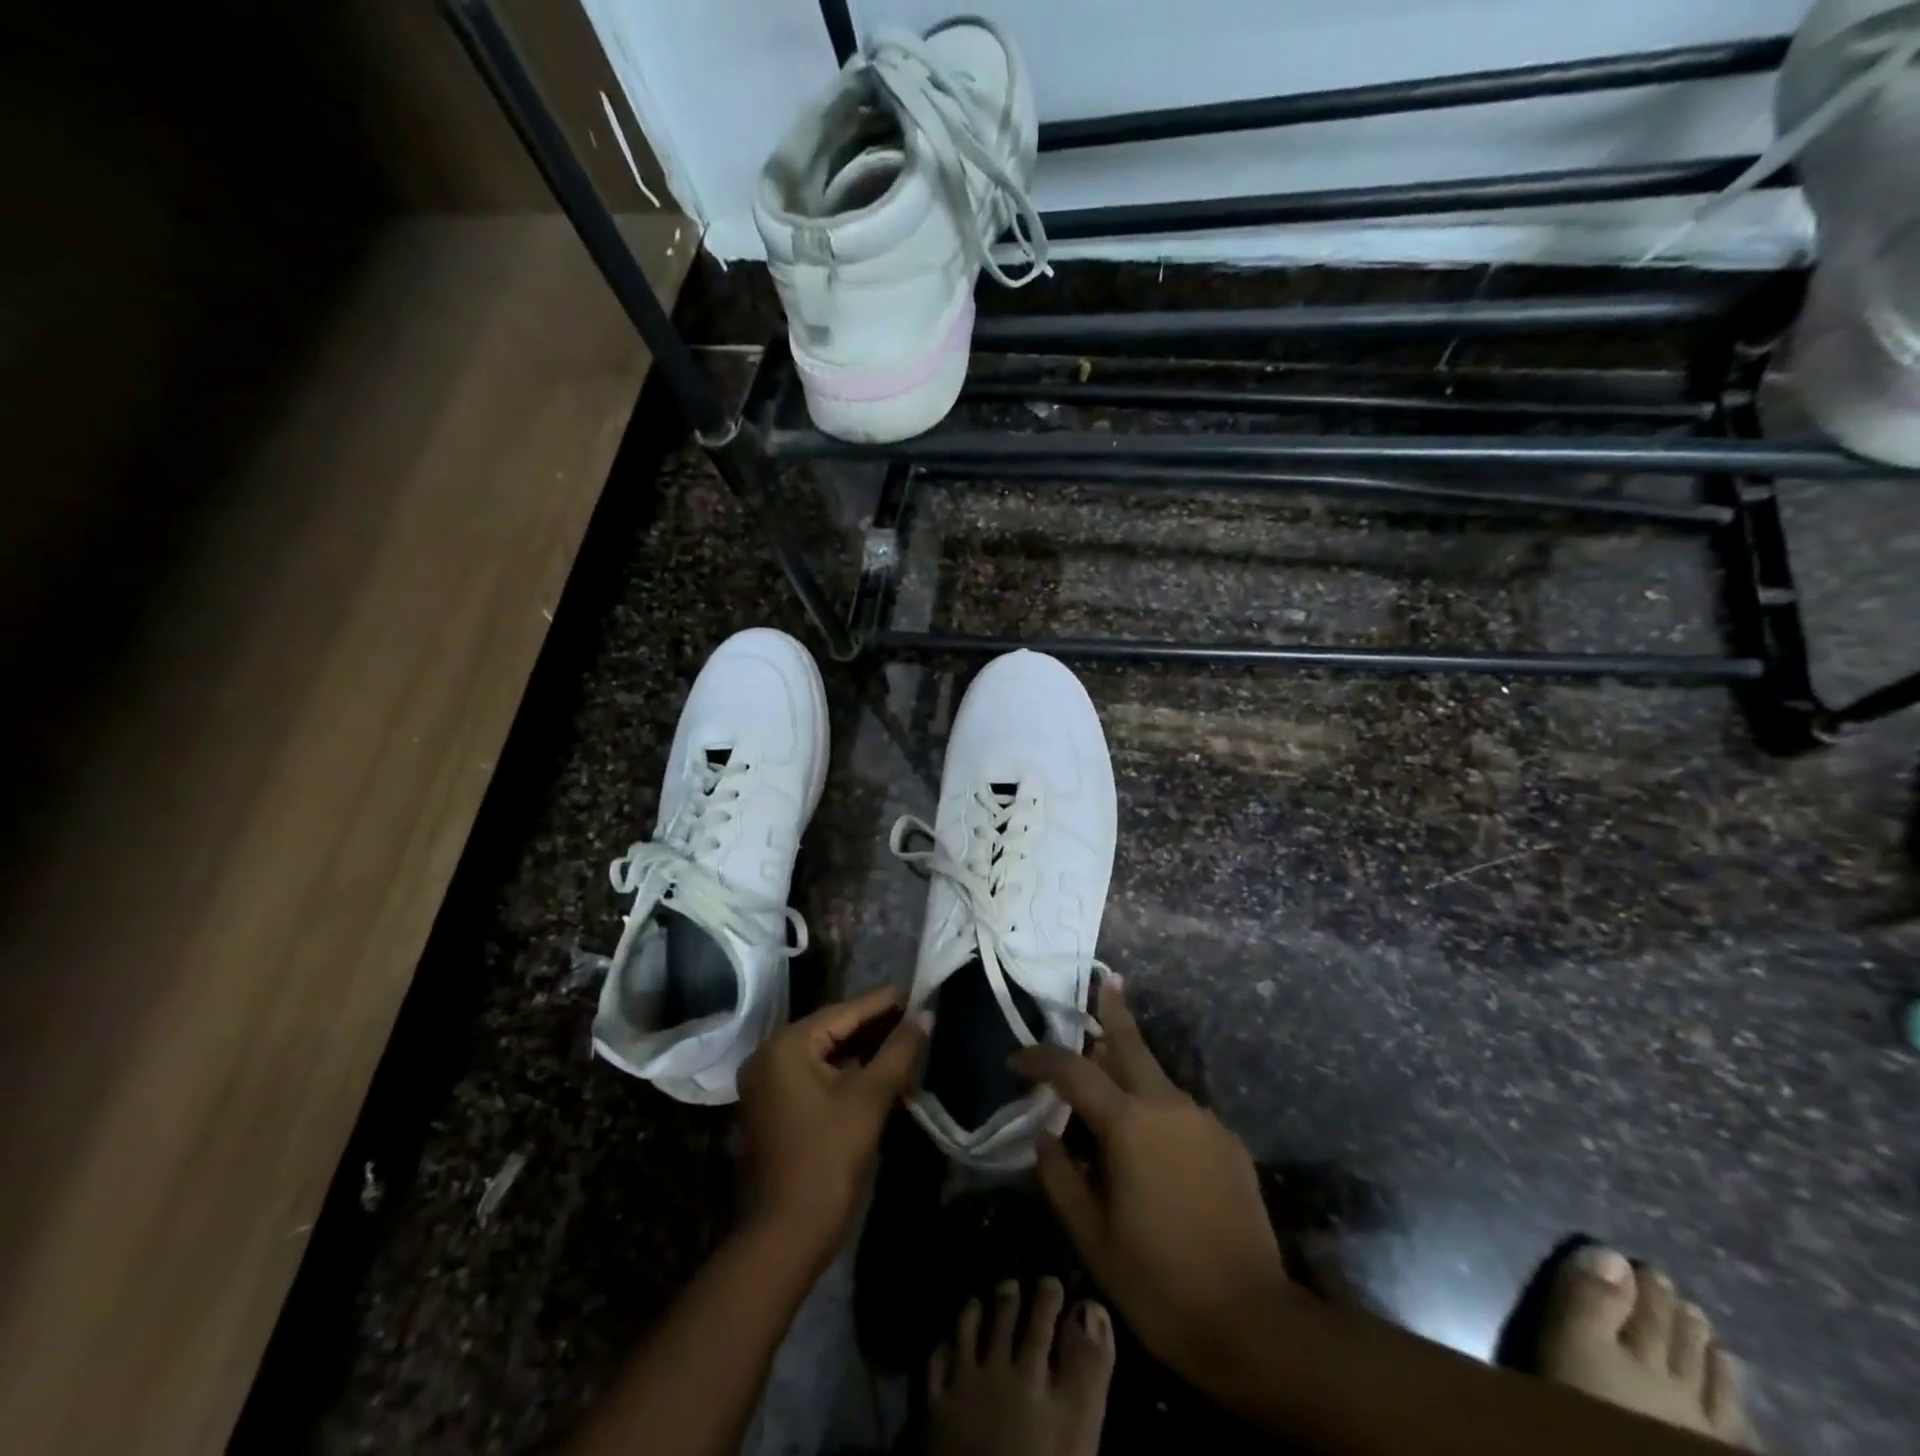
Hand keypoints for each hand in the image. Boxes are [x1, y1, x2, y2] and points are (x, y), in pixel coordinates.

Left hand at [737, 985, 928, 1267]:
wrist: (783, 1238)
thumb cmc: (827, 1161)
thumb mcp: (870, 1100)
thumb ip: (899, 1051)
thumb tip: (926, 1015)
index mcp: (787, 1044)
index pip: (845, 1012)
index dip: (885, 1003)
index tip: (918, 992)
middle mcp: (769, 1054)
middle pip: (833, 1029)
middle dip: (876, 1026)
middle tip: (917, 1018)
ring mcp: (767, 1082)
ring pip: (825, 1053)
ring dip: (863, 1050)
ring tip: (905, 1041)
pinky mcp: (773, 1106)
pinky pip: (815, 1074)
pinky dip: (846, 1071)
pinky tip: (878, 1072)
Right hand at [1009, 978, 1291, 1382]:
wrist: (1253, 1322)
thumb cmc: (1158, 1281)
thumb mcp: (1092, 1236)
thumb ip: (1061, 1177)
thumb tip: (1044, 1136)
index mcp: (1129, 1124)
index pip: (1073, 1072)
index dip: (1040, 1060)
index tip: (1015, 1060)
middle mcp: (1169, 1106)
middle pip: (1132, 1044)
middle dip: (1113, 1011)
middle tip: (1105, 980)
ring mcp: (1204, 1122)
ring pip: (1157, 1079)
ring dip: (1131, 1069)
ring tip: (1109, 1074)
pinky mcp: (1229, 1144)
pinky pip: (1181, 1112)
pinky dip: (1157, 1109)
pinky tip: (1151, 1141)